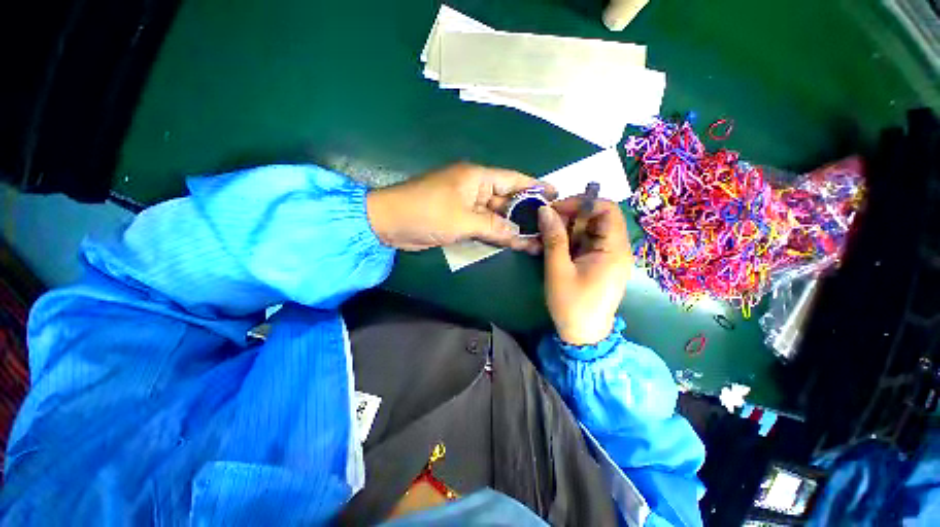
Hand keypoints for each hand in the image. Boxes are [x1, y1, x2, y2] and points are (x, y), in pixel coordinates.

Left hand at [366, 163, 555, 251]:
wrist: (389, 223)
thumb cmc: (426, 213)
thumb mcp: (463, 220)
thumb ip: (493, 226)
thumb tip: (519, 235)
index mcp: (476, 177)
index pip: (513, 179)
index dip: (535, 187)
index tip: (555, 195)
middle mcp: (474, 188)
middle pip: (506, 199)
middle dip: (525, 213)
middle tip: (547, 226)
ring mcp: (466, 204)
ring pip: (495, 214)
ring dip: (510, 226)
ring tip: (535, 239)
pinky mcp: (458, 219)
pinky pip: (483, 224)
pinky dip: (495, 232)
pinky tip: (511, 242)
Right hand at [538, 197, 632, 344]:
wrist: (583, 335)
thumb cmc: (572, 304)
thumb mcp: (558, 270)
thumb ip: (553, 238)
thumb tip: (544, 210)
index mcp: (614, 249)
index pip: (607, 209)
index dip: (581, 203)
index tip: (555, 210)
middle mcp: (616, 249)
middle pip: (596, 218)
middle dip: (569, 217)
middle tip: (545, 225)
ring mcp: (607, 256)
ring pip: (588, 230)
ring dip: (565, 230)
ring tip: (544, 238)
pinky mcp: (598, 263)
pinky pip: (584, 243)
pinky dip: (567, 241)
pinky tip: (551, 249)